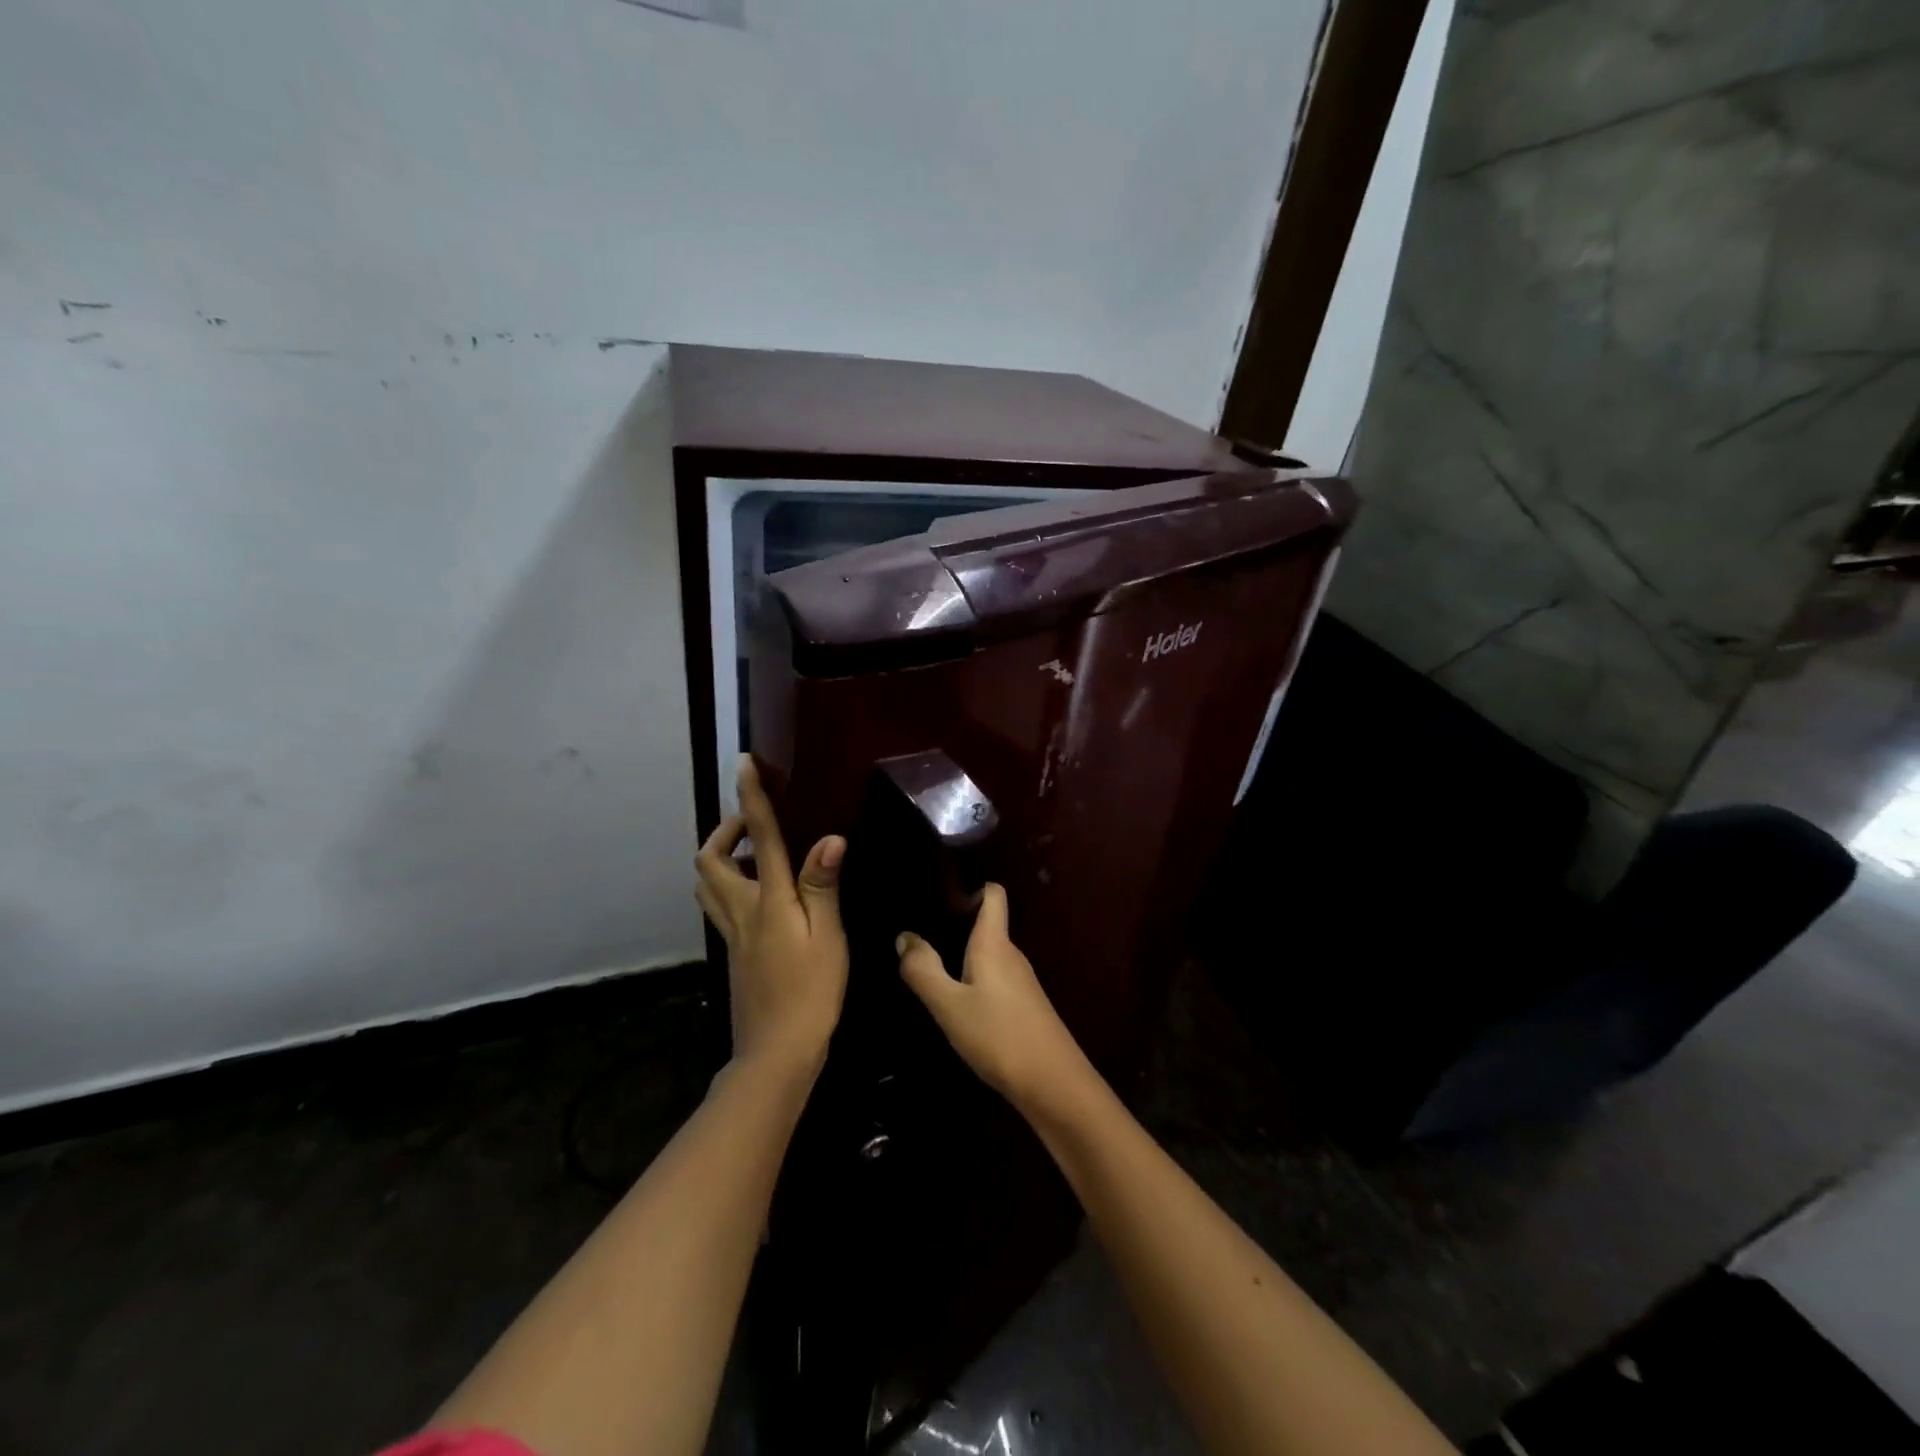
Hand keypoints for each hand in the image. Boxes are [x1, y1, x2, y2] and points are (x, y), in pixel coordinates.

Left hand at [695, 756, 847, 1074]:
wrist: (776, 1051)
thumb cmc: (811, 992)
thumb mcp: (828, 937)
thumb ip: (823, 887)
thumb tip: (829, 838)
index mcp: (769, 901)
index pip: (757, 838)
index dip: (750, 798)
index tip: (744, 764)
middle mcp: (742, 910)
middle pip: (709, 860)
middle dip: (723, 832)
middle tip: (750, 825)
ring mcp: (732, 933)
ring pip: (706, 884)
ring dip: (720, 857)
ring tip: (751, 855)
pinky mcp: (734, 952)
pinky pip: (718, 905)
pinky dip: (727, 885)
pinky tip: (757, 896)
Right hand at [896, 884, 1095, 1116]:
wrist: (1053, 1084)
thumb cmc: (998, 1034)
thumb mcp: (949, 1005)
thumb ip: (924, 970)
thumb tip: (904, 936)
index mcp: (994, 942)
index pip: (992, 894)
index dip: (970, 886)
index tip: (938, 891)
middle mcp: (1011, 953)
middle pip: (986, 923)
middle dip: (955, 921)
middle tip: (917, 927)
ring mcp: (1020, 980)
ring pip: (987, 953)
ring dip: (961, 953)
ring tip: (928, 960)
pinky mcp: (1023, 1004)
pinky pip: (993, 976)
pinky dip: (972, 977)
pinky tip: (954, 996)